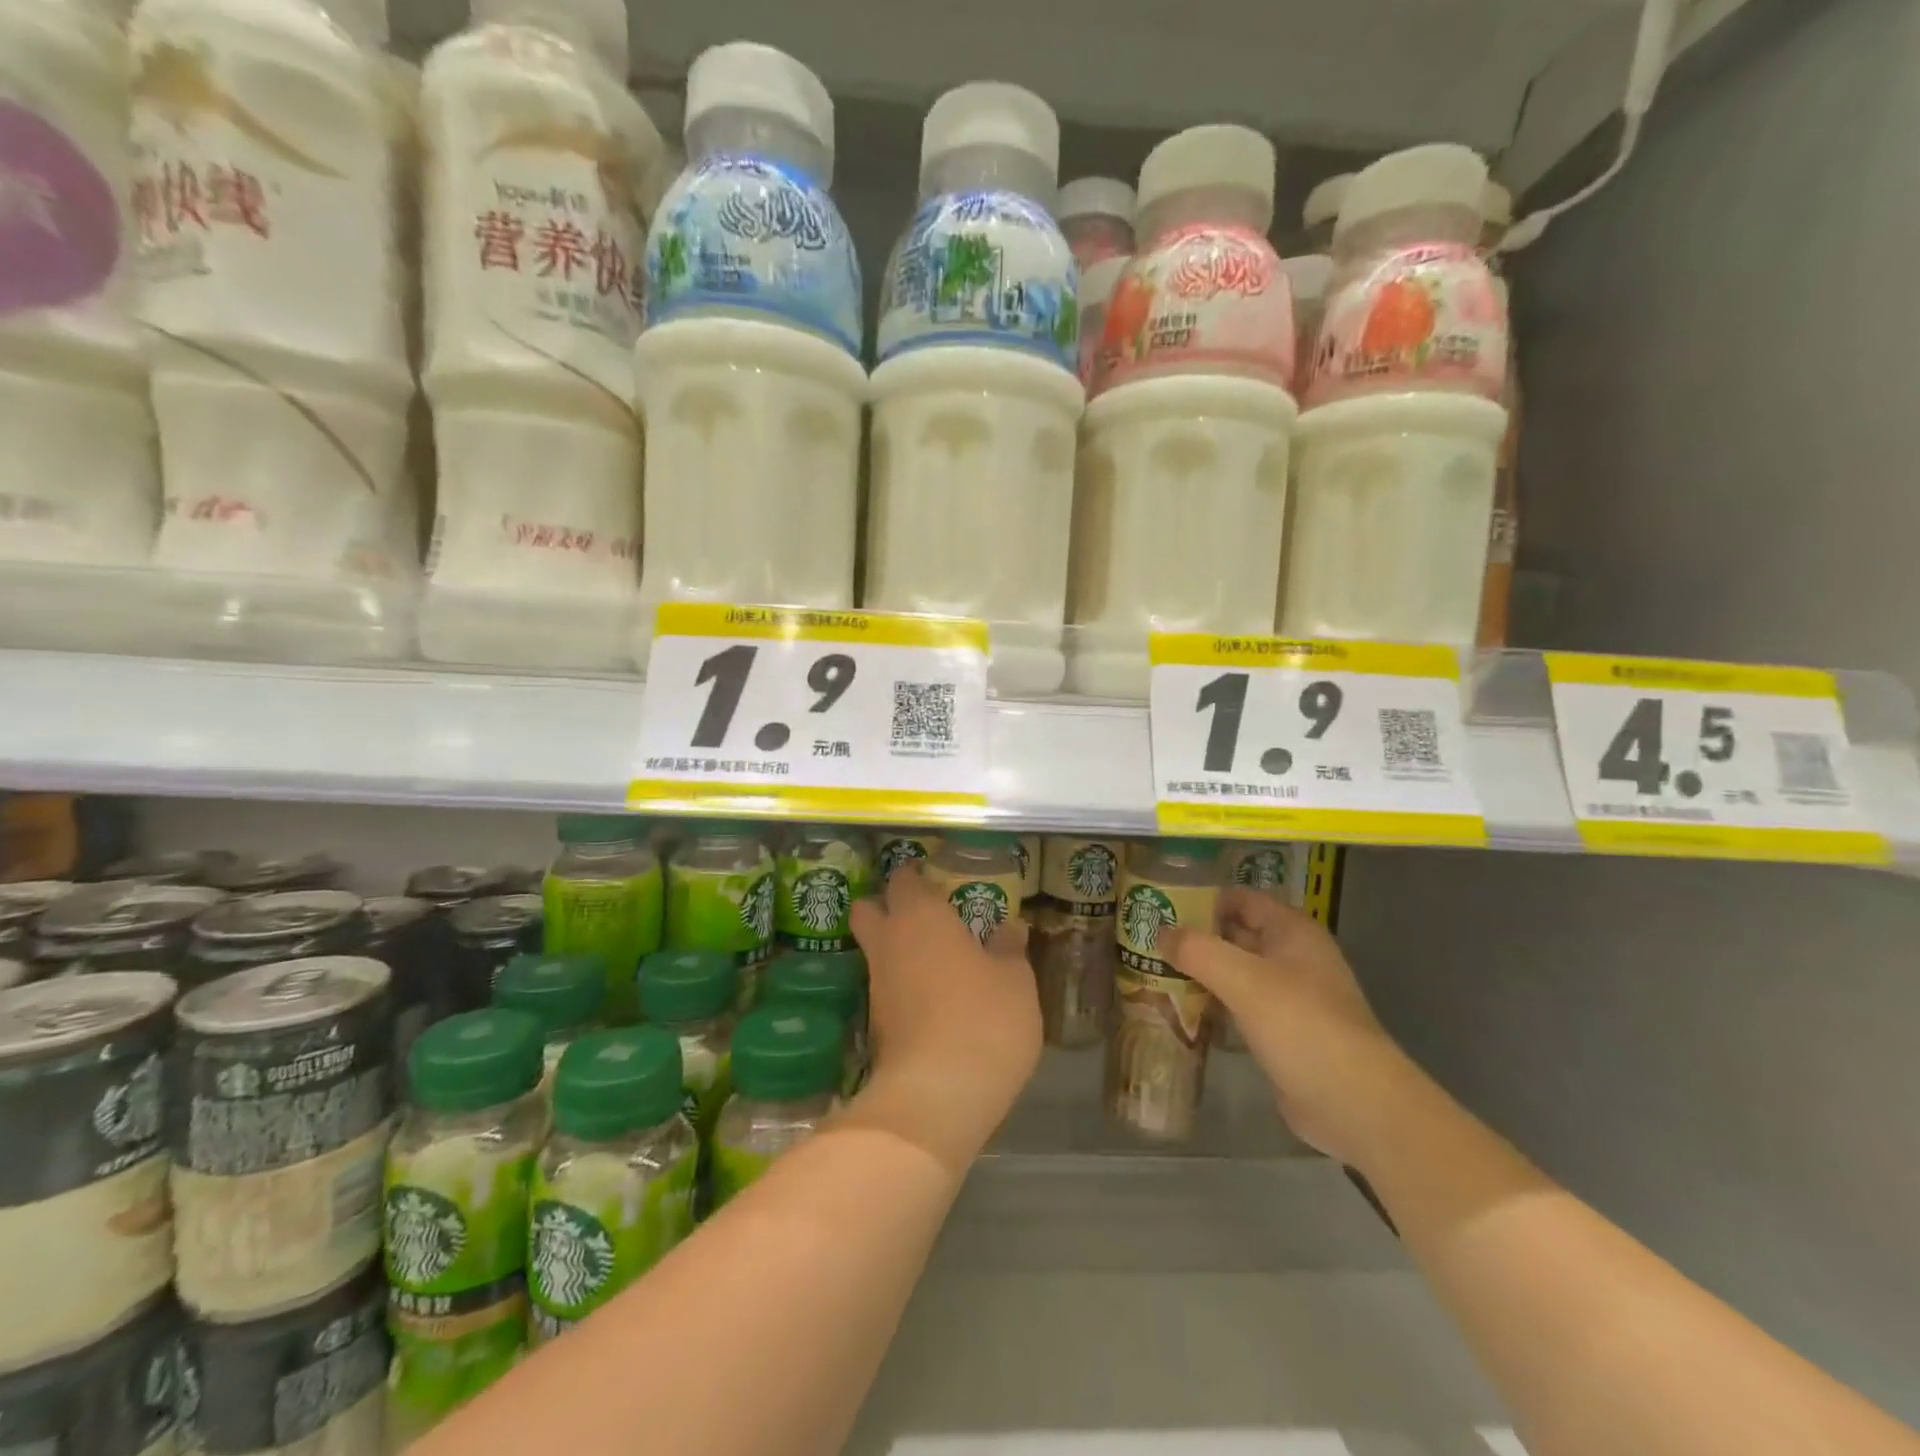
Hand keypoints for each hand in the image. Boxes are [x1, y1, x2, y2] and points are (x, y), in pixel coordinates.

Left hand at [845, 863, 1041, 1172]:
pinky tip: (933, 1000)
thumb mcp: (1015, 980)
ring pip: (876, 952)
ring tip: (937, 960)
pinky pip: (886, 989)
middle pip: (868, 910)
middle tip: (925, 915)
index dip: (915, 875)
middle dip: (887, 907)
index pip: (903, 878)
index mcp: (919, 917)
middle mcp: (888, 943)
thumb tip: (1008, 927)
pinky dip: (903, 986)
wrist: (937, 1097)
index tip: (935, 879)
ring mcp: (876, 986)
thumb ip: (1009, 948)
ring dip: (897, 950)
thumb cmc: (983, 1020)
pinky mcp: (875, 1026)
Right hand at [1162, 888, 1414, 1168]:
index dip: (1202, 898)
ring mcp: (1290, 997)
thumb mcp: (1243, 979)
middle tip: (1145, 941)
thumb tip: (1160, 932)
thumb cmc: (1302, 1026)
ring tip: (1153, 972)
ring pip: (1235, 973)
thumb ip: (1198, 950)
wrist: (1355, 1105)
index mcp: (1292, 932)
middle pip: (1235, 935)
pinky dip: (1213, 1005)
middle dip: (1195, 937)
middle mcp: (1292, 957)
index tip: (1159, 905)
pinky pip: (1240, 1007)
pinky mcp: (1282, 1033)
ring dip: (1200, 973)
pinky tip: (1179, 1011)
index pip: (1240, 899)